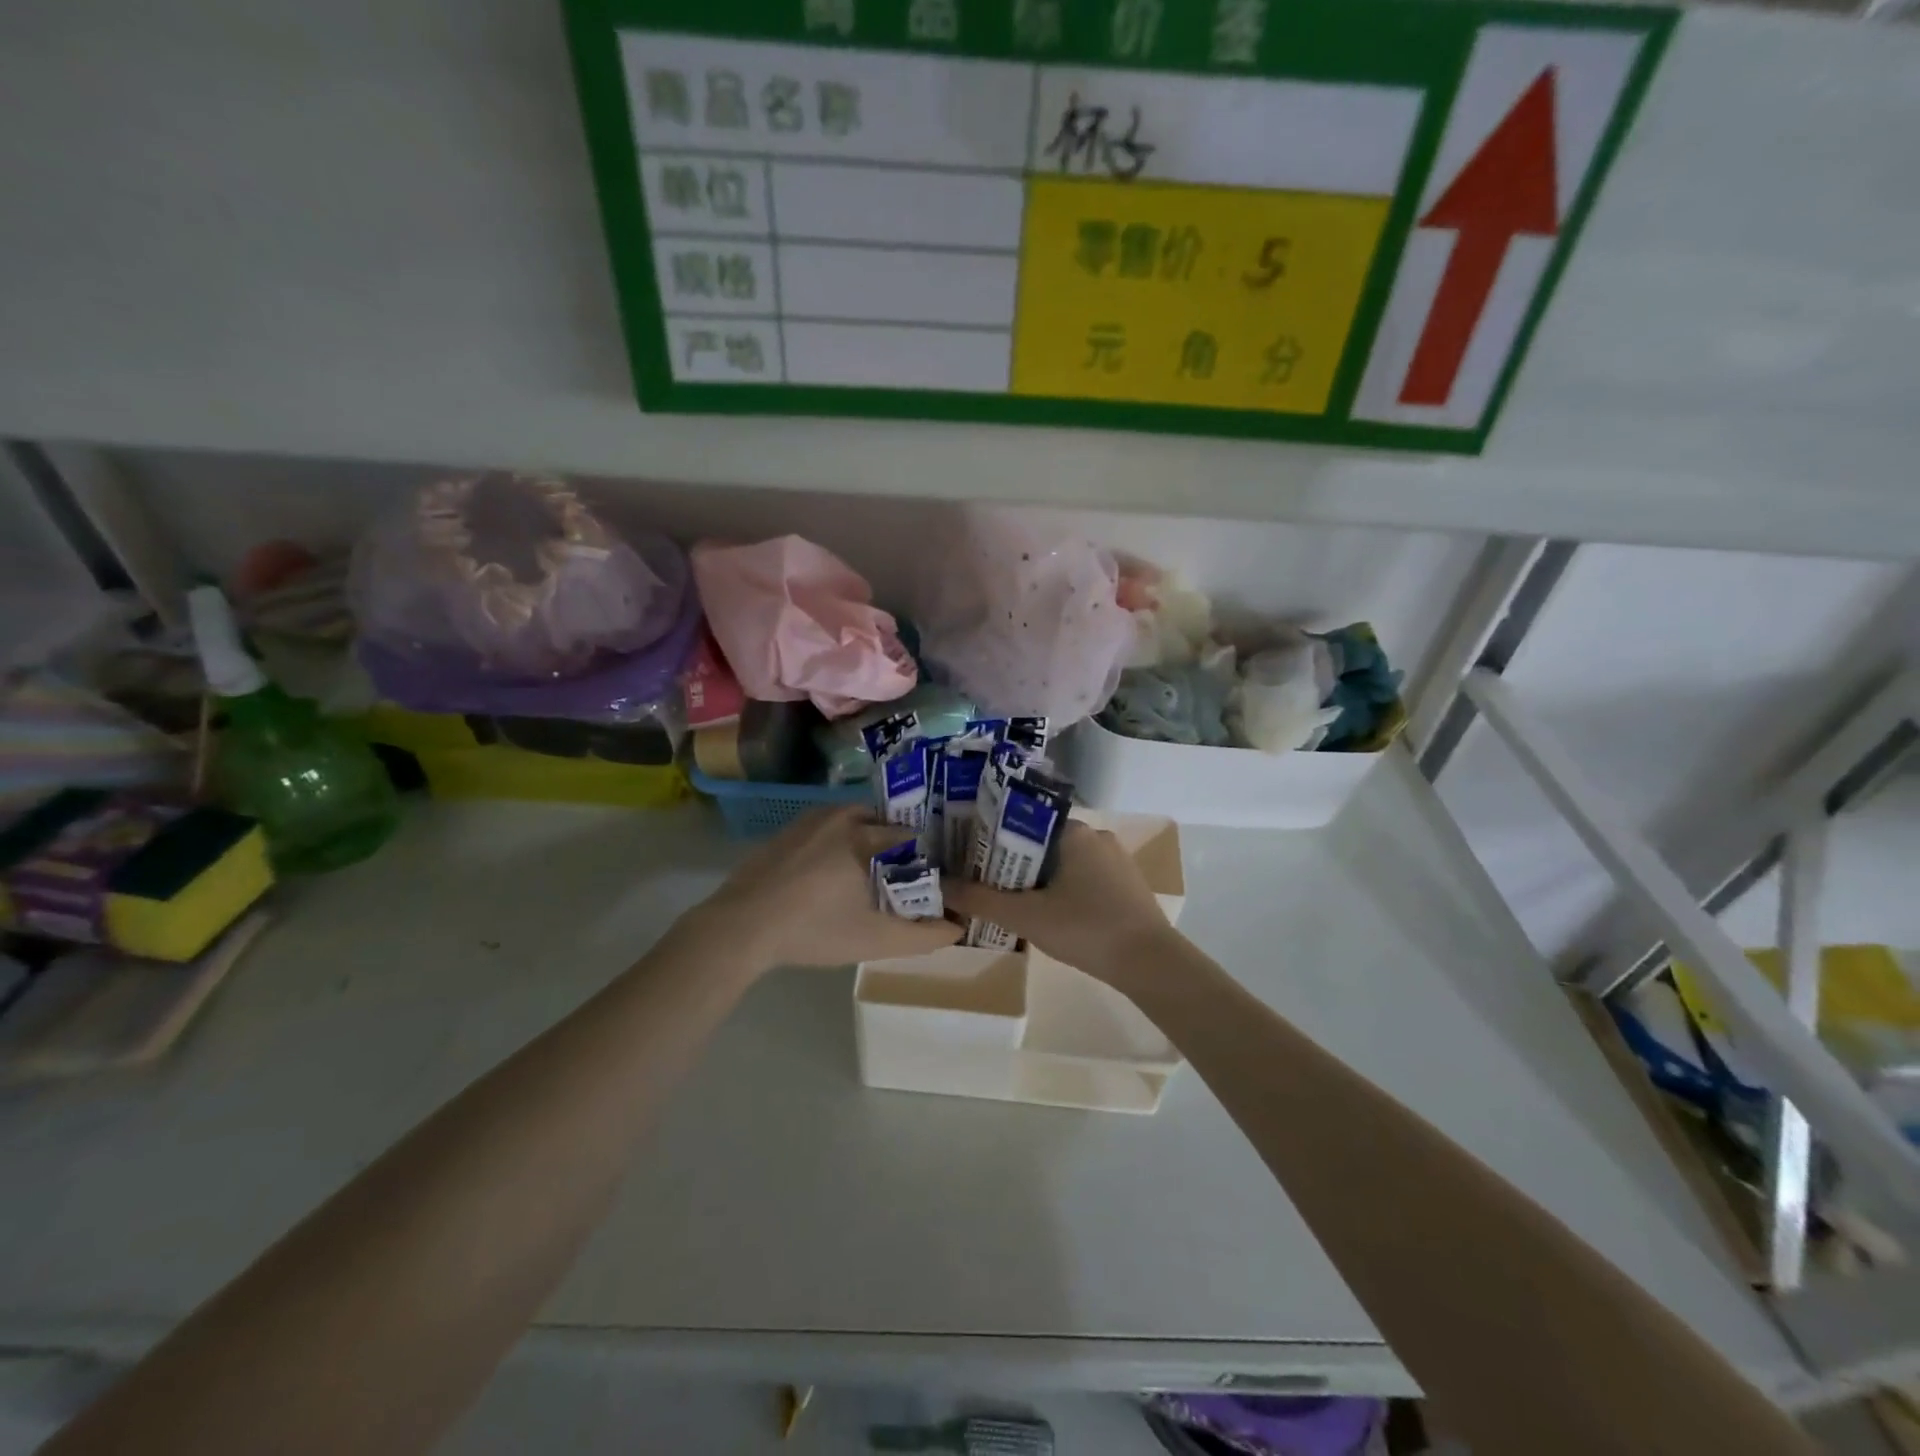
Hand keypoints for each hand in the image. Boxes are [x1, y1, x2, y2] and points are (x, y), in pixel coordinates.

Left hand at [678, 807, 961, 974]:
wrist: (741, 926)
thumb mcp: (876, 940)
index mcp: (866, 837)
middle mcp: (840, 818)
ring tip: (865, 869)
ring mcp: (808, 822)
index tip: (927, 874)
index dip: (923, 854)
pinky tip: (827, 871)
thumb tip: (957, 928)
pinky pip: (823, 827)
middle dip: (893, 841)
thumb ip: (922, 936)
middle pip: (880, 821)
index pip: (909, 835)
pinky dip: (834, 840)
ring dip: (862, 836)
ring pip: (849, 819)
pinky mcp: (784, 832)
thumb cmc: (815, 930)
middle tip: (898, 871)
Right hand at [944, 820, 1175, 980]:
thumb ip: (981, 900)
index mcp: (1073, 831)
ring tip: (1010, 900)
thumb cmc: (1086, 929)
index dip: (993, 838)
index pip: (1022, 821)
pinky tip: (1049, 913)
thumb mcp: (1026, 916)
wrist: (1150, 963)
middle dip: (1013, 862)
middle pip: (1041, 842)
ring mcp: (1115, 859)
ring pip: (1062, 862)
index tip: (970, 856)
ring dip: (1037, 879)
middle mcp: (1096, 835)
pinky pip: (1083, 877)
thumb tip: (940, 885)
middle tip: (984, 883)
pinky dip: (1062, 889)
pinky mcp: (1125, 883)